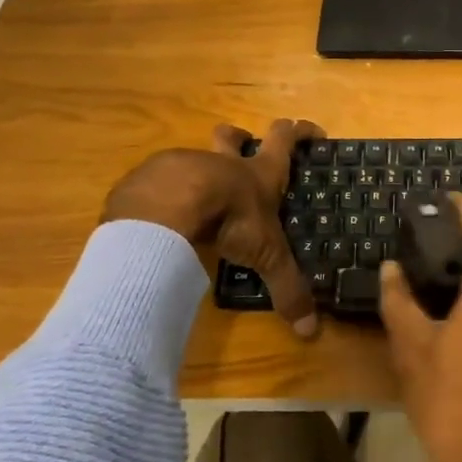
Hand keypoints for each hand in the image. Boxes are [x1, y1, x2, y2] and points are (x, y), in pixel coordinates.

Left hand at [101, 118, 322, 337]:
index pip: (285, 140)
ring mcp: (184, 165)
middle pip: (232, 136)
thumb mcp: (266, 255)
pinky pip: (161, 180)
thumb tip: (310, 331)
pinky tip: (162, 215)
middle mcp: (223, 163)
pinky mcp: (150, 177)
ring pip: (196, 157)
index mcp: (258, 174)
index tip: (311, 131)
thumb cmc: (230, 219)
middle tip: (244, 147)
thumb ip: (287, 289)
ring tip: (198, 196)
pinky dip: (166, 193)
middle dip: (240, 137)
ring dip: (201, 168)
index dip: (300, 132)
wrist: (168, 207)